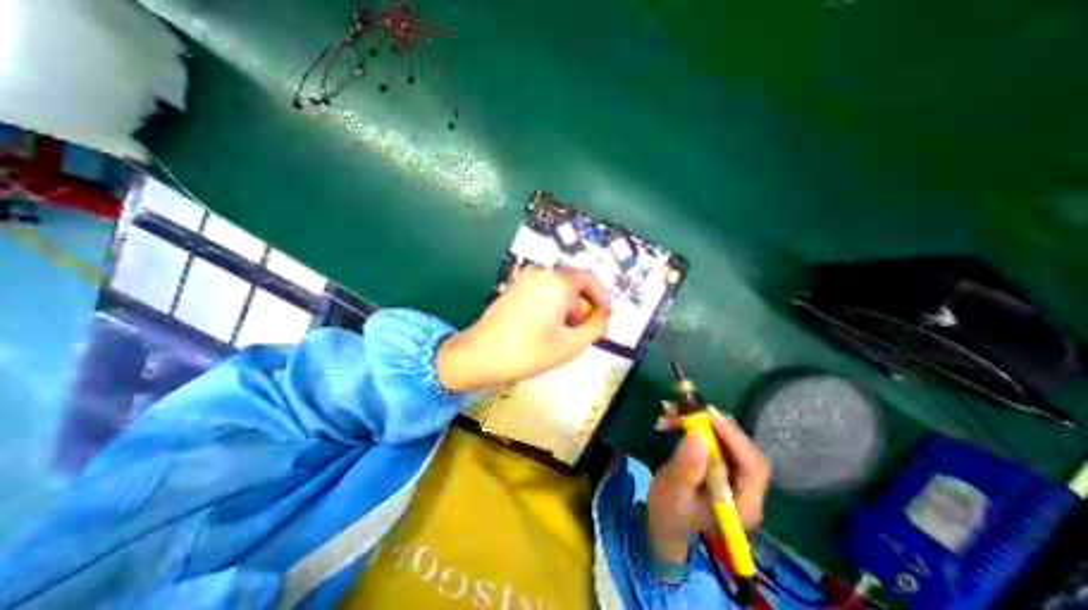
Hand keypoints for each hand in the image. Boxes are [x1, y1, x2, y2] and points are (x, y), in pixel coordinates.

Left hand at [437, 269, 611, 393]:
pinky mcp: (513, 287)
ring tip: (557, 335)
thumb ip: (597, 326)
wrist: (480, 355)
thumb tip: (605, 313)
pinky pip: (542, 292)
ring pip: (557, 290)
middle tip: (576, 335)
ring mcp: (524, 278)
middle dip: (580, 309)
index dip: (601, 298)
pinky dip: (549, 307)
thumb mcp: (572, 344)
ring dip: (564, 309)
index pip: (590, 279)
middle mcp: (541, 272)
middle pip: (573, 286)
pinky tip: (541, 329)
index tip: (601, 319)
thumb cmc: (529, 351)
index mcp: (557, 281)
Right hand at [644, 402, 771, 563]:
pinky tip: (677, 418)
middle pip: (744, 448)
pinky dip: (697, 423)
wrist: (665, 519)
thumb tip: (698, 433)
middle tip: (688, 407)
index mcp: (743, 504)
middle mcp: (747, 487)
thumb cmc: (670, 510)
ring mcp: (736, 473)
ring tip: (674, 411)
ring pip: (729, 437)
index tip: (709, 415)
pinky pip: (717, 436)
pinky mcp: (723, 461)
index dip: (734, 437)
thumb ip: (688, 466)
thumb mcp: (674, 491)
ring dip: (703, 420)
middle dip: (716, 424)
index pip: (753, 466)